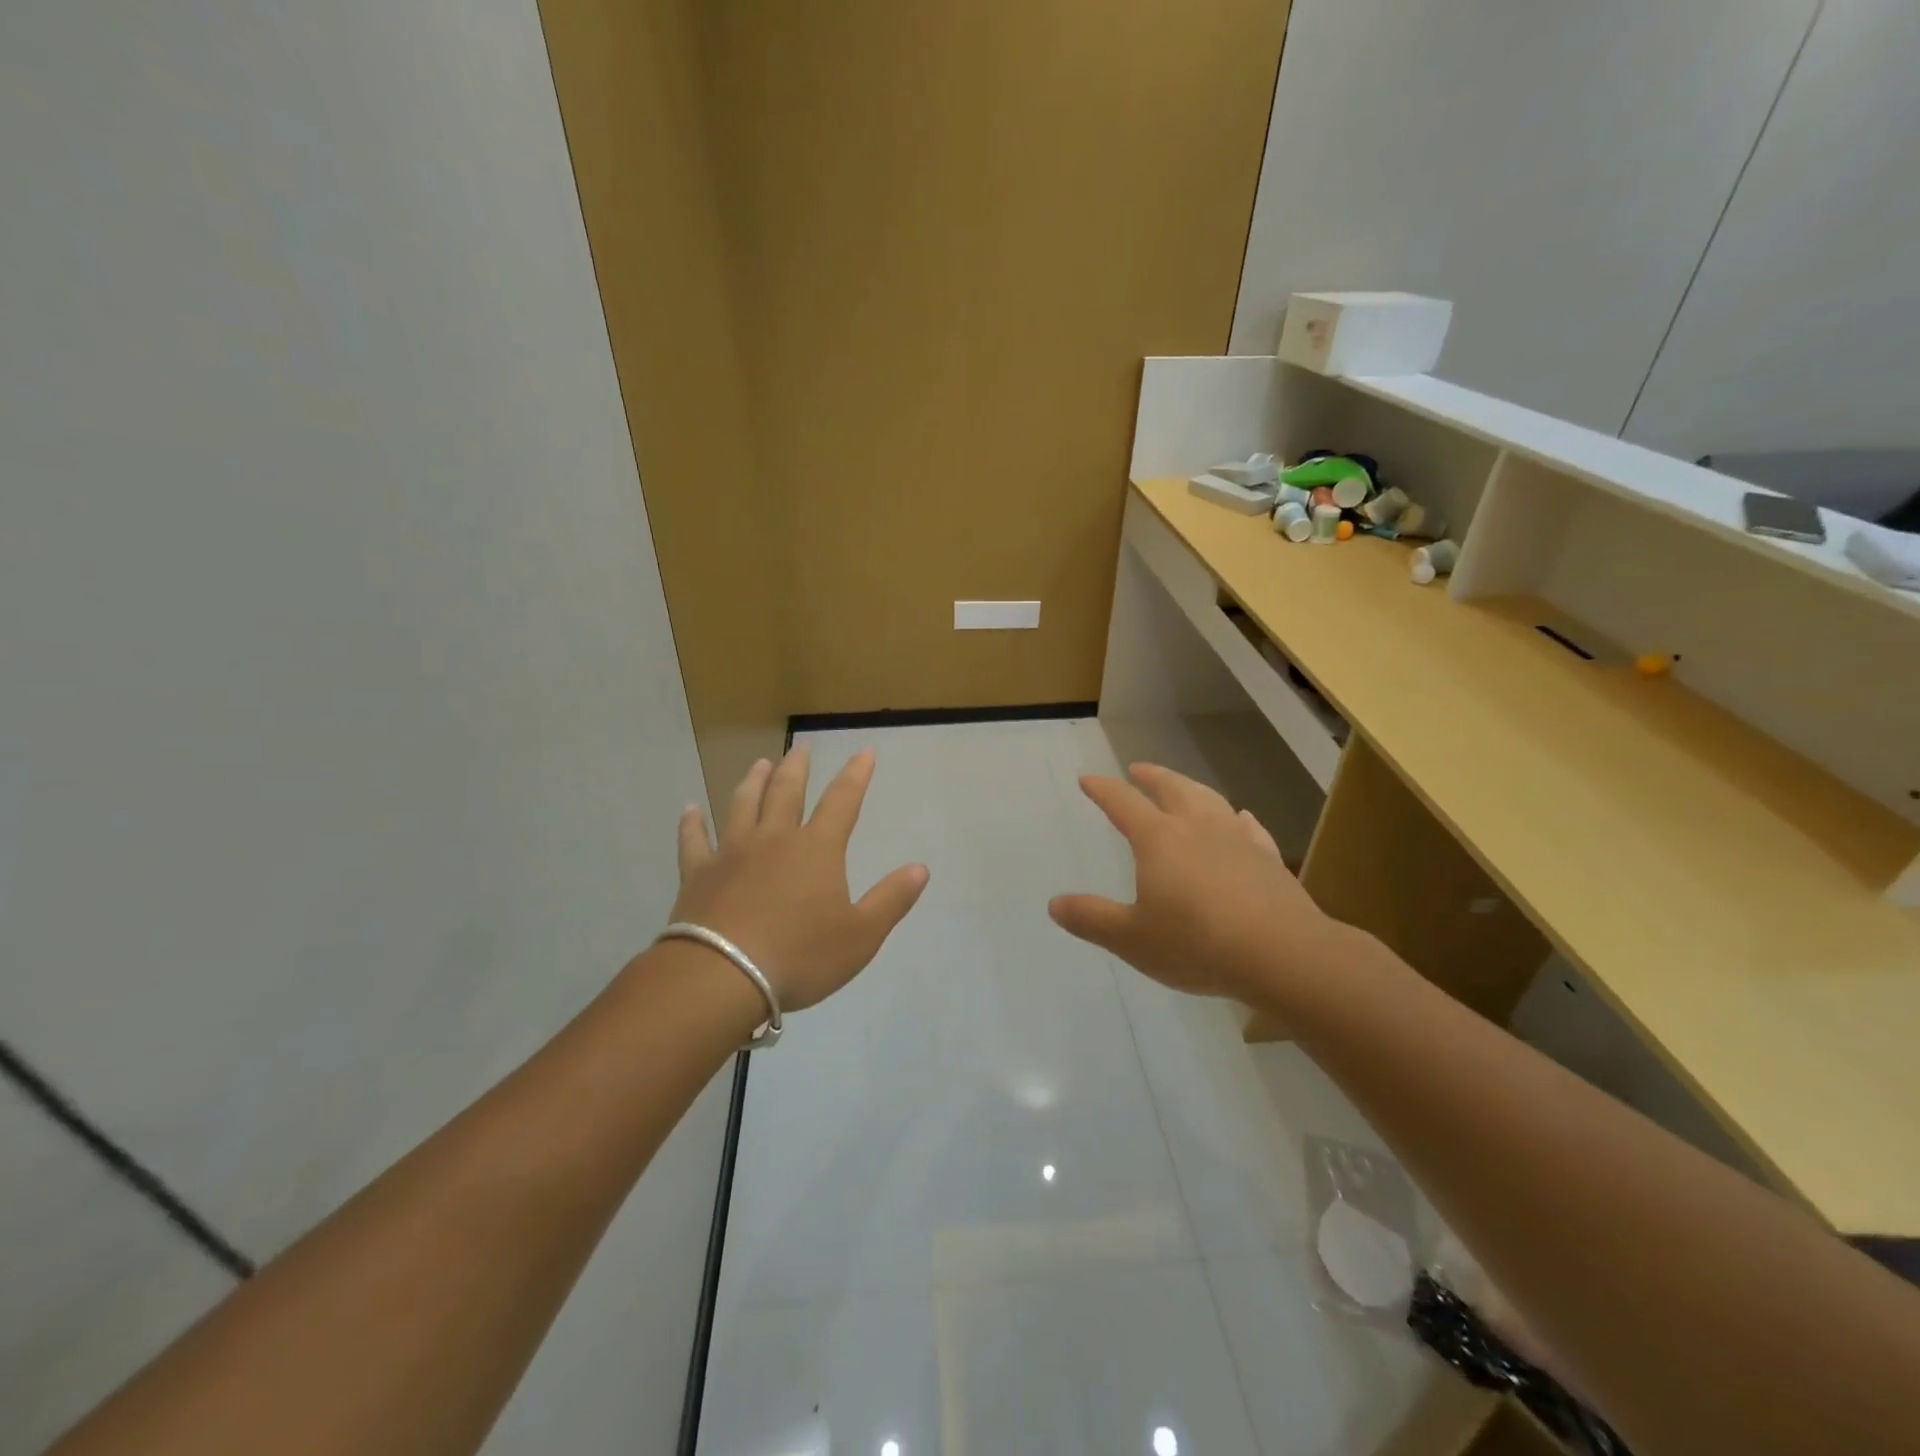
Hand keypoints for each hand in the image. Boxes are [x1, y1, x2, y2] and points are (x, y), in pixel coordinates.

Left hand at [671, 746, 928, 1011]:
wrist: (722, 977)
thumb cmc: (800, 956)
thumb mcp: (861, 936)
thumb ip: (891, 900)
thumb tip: (920, 868)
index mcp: (816, 849)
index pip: (842, 801)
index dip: (856, 775)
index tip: (864, 752)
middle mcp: (774, 839)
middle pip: (786, 792)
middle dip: (797, 767)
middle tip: (801, 747)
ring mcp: (731, 853)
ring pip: (743, 805)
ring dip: (753, 782)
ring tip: (759, 764)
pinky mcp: (698, 874)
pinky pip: (694, 841)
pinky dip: (692, 824)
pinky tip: (690, 810)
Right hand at [1048, 763, 1345, 1002]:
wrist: (1282, 954)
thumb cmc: (1196, 943)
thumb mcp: (1131, 939)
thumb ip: (1092, 919)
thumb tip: (1055, 904)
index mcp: (1158, 839)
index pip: (1123, 803)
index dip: (1103, 789)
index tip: (1088, 779)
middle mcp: (1196, 827)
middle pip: (1171, 788)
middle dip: (1150, 776)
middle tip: (1137, 769)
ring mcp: (1236, 839)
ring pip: (1210, 799)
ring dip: (1190, 787)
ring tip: (1182, 786)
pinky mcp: (1268, 858)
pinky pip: (1249, 827)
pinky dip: (1237, 818)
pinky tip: (1241, 818)